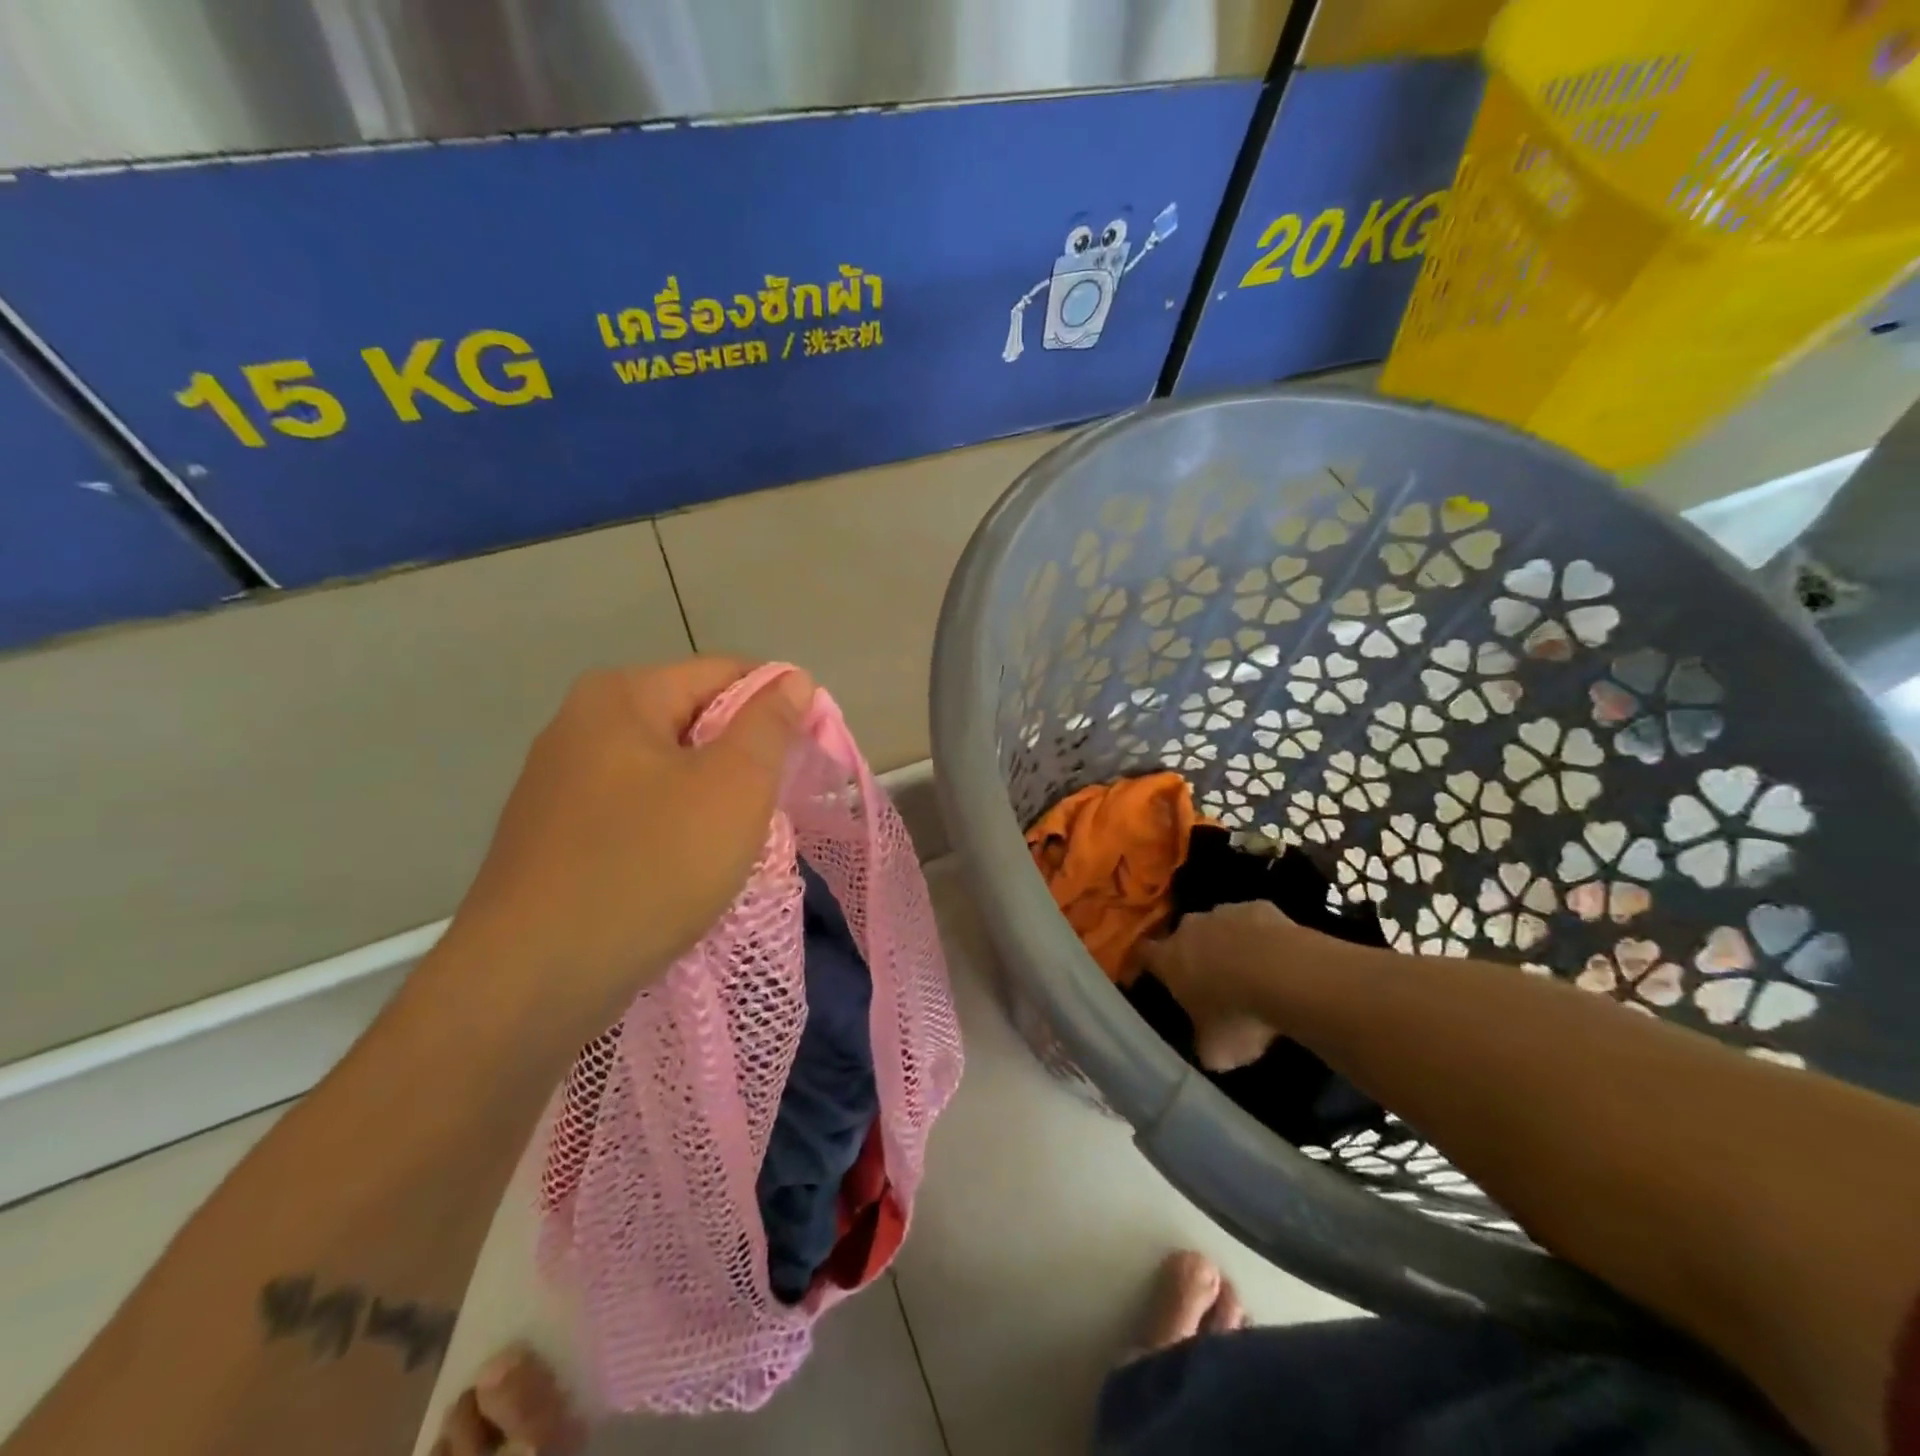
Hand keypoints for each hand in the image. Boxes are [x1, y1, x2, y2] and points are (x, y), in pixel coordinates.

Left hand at [441, 657, 813, 1031]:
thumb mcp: (733, 787)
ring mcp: (561, 783)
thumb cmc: (649, 867)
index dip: (779, 705)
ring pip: (668, 770)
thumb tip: (792, 679)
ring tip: (735, 844)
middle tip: (773, 807)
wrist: (532, 982)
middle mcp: (582, 726)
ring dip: (712, 798)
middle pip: (694, 720)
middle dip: (744, 757)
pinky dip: (674, 829)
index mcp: (621, 696)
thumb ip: (769, 724)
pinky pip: (638, 811)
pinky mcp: (556, 836)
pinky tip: (687, 870)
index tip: (809, 755)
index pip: (725, 673)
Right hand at [1141, 900, 1298, 1071]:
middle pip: (1183, 937)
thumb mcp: (1216, 1050)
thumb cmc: (1238, 1014)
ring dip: (1227, 944)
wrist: (1286, 975)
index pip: (1143, 954)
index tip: (1148, 975)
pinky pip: (1253, 922)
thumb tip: (1208, 1048)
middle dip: (1193, 955)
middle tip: (1210, 982)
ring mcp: (1225, 912)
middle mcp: (1190, 928)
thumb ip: (1204, 1044)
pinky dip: (1260, 936)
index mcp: (1169, 959)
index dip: (1144, 964)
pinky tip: (1278, 959)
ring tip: (1250, 972)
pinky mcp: (1260, 906)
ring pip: (1219, 926)